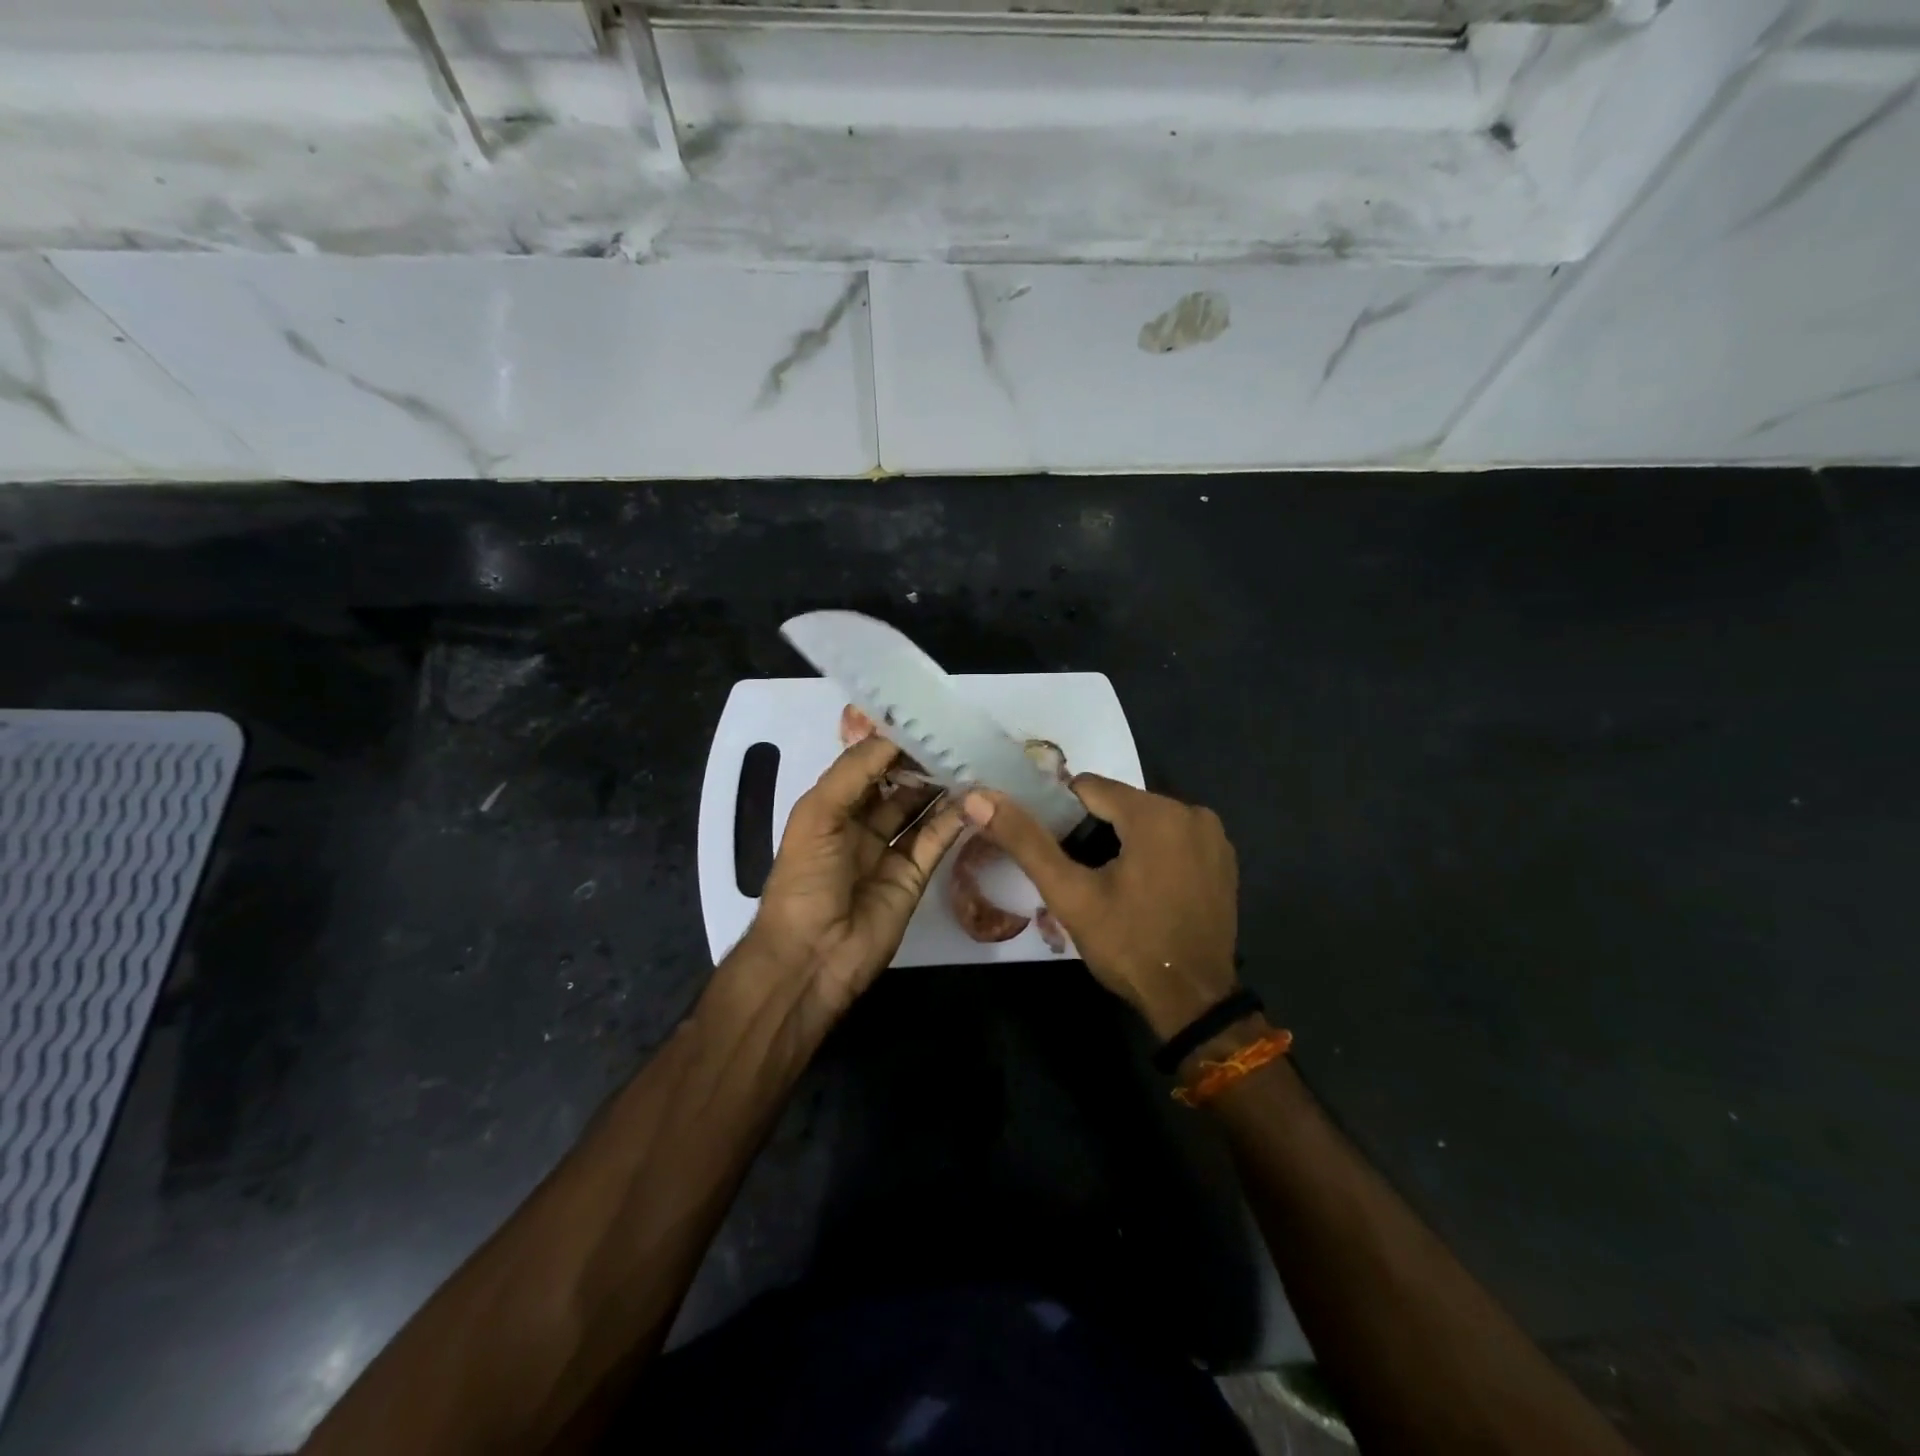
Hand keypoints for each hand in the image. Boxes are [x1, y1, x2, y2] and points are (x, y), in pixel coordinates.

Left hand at [743, 732, 967, 1016]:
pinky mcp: (913, 877)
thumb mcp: (818, 814)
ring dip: (940, 788)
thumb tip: (895, 736)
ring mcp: (888, 851)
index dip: (891, 744)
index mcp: (830, 806)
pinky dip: (953, 821)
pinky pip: (935, 841)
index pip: (865, 764)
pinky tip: (973, 799)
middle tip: (956, 738)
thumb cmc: (805, 878)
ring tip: (971, 761)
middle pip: (896, 785)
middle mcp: (859, 824)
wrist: (812, 956)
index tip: (925, 720)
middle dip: (921, 763)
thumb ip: (855, 772)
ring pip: (919, 810)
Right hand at [962, 776, 1238, 1038]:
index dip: (1062, 816)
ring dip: (1122, 842)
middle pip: (1120, 804)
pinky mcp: (1224, 859)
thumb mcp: (1070, 894)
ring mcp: (1214, 836)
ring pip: (1146, 821)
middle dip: (1093, 831)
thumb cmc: (1128, 944)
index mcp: (1155, 813)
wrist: (1192, 1000)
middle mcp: (1191, 812)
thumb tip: (979, 798)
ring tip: (1108, 886)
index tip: (1056, 852)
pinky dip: (1153, 853)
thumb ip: (1025, 841)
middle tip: (1079, 876)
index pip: (1088, 788)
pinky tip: (1144, 890)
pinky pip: (1173, 839)